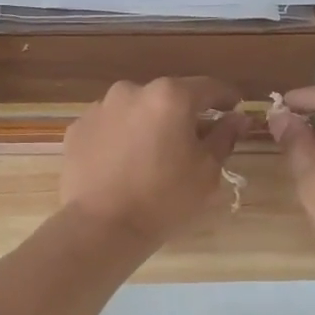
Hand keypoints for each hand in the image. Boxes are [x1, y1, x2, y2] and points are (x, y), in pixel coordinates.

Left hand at [62, 78, 247, 245]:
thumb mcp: (206, 171)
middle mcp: (132, 91)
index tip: (234, 109)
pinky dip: (120, 138)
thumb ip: (224, 137)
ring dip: (148, 125)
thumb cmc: (164, 199)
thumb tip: (238, 118)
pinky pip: (109, 127)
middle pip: (167, 97)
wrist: (101, 226)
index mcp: (170, 96)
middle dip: (182, 115)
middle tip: (192, 142)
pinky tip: (123, 165)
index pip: (208, 87)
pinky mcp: (77, 129)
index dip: (226, 98)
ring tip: (152, 156)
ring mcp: (99, 108)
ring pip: (135, 110)